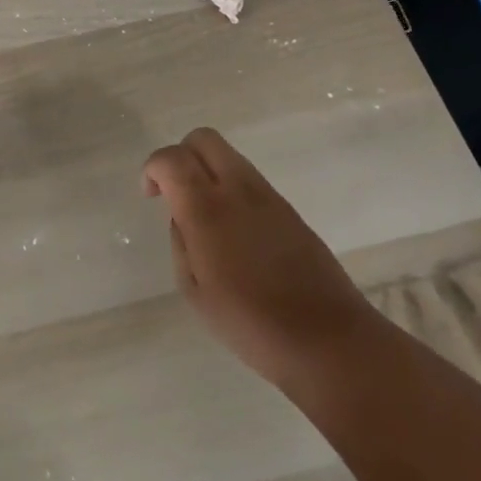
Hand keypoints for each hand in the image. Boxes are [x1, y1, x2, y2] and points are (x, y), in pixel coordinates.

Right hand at [143, 128, 376, 391]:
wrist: (329, 341)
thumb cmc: (251, 324)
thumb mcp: (194, 291)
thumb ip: (181, 243)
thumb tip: (183, 218)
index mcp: (207, 209)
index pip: (172, 158)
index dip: (152, 168)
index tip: (150, 195)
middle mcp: (238, 190)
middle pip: (203, 138)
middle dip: (180, 154)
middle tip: (174, 191)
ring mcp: (269, 197)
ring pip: (229, 156)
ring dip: (208, 171)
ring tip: (205, 215)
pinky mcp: (290, 210)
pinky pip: (250, 181)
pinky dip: (231, 189)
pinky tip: (234, 233)